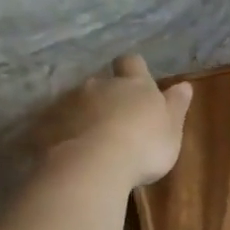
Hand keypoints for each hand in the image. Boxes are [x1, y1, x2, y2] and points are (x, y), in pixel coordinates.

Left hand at [36, 56, 194, 187]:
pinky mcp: (45, 125)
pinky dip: (64, 134)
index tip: (137, 82)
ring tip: (93, 142)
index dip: (134, 69)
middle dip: (107, 97)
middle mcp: (99, 85)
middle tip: (117, 122)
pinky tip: (72, 154)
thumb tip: (184, 84)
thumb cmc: (144, 145)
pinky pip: (56, 125)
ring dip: (85, 116)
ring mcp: (68, 103)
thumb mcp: (172, 129)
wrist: (92, 166)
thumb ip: (176, 105)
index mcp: (134, 84)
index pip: (132, 63)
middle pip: (102, 83)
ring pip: (77, 103)